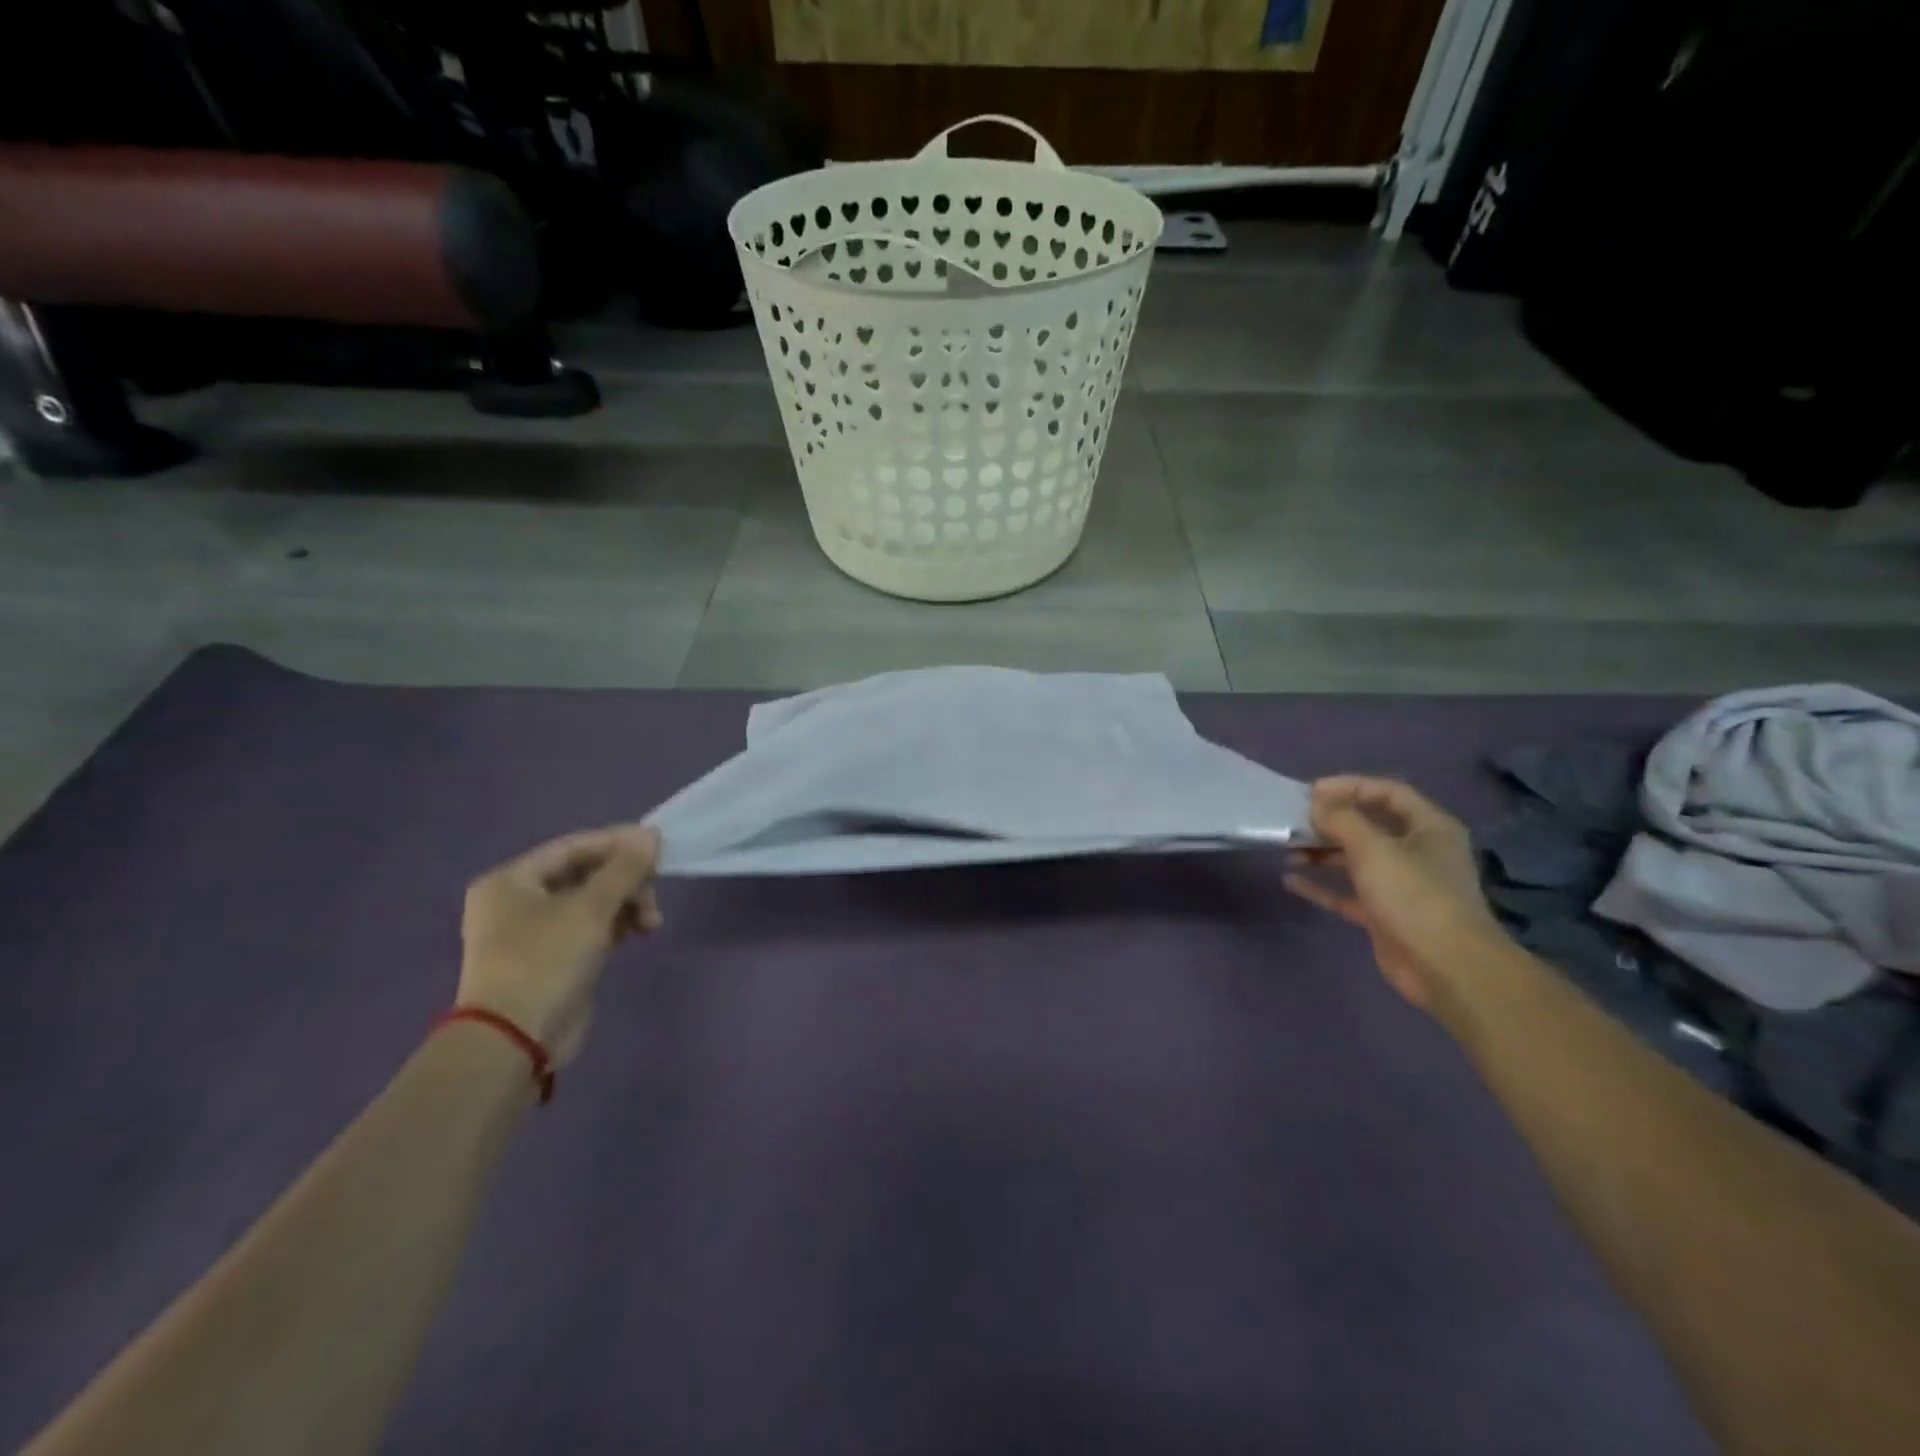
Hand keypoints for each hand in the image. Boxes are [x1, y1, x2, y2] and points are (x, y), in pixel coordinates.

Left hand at [459, 825, 662, 1063]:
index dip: (618, 843)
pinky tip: (640, 933)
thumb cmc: (546, 961)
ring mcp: (533, 932)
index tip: (658, 849)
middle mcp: (517, 901)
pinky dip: (616, 926)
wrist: (515, 1041)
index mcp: (512, 881)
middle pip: (585, 874)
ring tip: (653, 924)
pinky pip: (590, 928)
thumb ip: (625, 868)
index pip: (574, 847)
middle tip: (655, 896)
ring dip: (627, 905)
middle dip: (626, 883)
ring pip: (592, 902)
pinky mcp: (551, 959)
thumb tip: (651, 834)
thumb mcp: (591, 908)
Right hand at [1284, 777, 1505, 1013]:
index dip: (1350, 786)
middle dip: (1331, 821)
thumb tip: (1317, 803)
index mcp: (1428, 828)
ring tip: (1288, 848)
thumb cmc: (1414, 895)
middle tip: (1294, 819)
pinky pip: (1347, 893)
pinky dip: (1322, 885)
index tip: (1311, 792)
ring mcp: (1401, 885)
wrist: (1446, 967)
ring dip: (1322, 852)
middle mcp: (1417, 852)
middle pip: (1369, 825)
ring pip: (1355, 859)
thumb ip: (1342, 820)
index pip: (1388, 792)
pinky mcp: (1384, 915)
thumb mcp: (1374, 848)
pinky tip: (1291, 880)